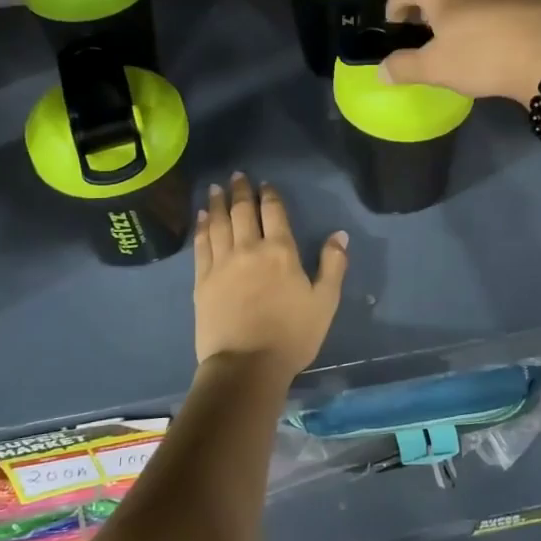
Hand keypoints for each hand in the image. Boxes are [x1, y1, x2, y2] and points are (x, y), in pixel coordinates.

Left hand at [194, 173, 348, 381]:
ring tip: (214, 188)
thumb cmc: (292, 335)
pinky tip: (200, 217)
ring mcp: (222, 263)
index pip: (273, 212)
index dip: (269, 194)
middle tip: (236, 175)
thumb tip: (339, 234)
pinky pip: (201, 244)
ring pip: (218, 223)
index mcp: (281, 251)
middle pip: (243, 211)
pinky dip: (201, 227)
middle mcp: (249, 248)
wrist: (246, 365)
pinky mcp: (202, 280)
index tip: (264, 183)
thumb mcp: (325, 302)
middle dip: (240, 191)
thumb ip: (333, 265)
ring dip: (217, 203)